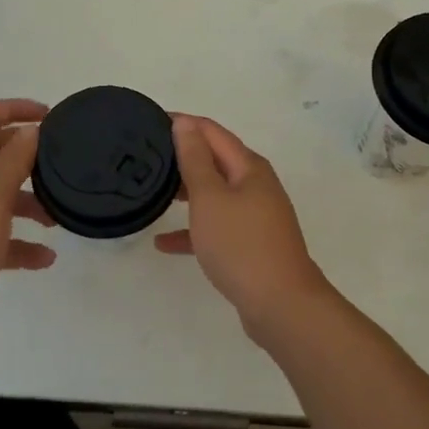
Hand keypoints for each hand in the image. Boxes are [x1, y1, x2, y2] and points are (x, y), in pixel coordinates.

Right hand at [157, 115, 332, 339]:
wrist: (282, 306)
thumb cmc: (241, 244)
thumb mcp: (210, 198)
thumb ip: (195, 159)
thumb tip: (185, 123)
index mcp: (249, 167)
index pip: (211, 131)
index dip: (183, 123)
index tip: (150, 121)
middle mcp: (255, 185)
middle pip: (215, 160)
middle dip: (183, 155)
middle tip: (147, 156)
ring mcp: (255, 216)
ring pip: (215, 193)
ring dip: (187, 190)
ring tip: (153, 190)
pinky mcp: (250, 244)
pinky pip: (217, 227)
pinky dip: (193, 229)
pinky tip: (163, 242)